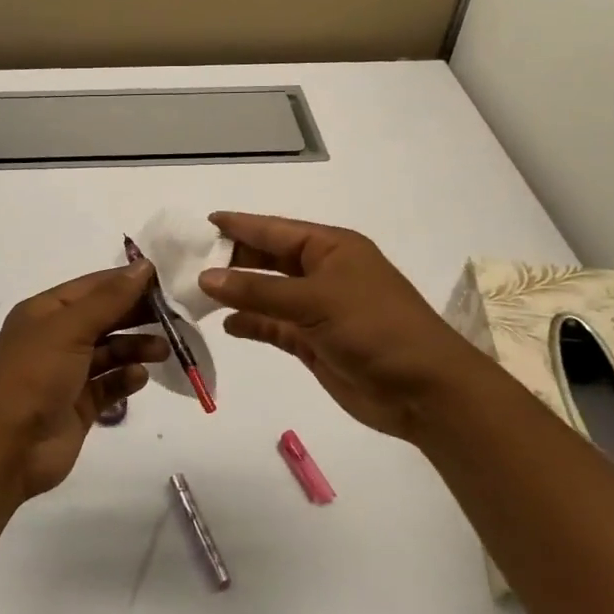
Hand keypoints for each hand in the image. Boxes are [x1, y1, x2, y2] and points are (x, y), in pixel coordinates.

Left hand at [0, 261, 169, 497]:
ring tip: (163, 351)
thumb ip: (109, 299)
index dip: (126, 281)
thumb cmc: (34, 376)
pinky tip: (139, 377)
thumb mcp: (70, 328)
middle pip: (105, 317)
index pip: (93, 286)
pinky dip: (126, 378)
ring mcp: (68, 373)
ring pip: (110, 351)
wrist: (8, 448)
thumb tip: (143, 266)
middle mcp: (56, 338)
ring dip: (136, 347)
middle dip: (137, 315)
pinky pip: (110, 384)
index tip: (165, 280)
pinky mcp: (80, 405)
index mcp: (45, 312)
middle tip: (175, 316)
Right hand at [198, 211, 493, 445]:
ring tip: (196, 292)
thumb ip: (258, 290)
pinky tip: (227, 325)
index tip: (204, 222)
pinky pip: (273, 326)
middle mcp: (322, 273)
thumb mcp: (315, 301)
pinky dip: (251, 324)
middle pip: (268, 260)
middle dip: (233, 260)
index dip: (240, 225)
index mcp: (331, 248)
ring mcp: (318, 309)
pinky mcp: (314, 343)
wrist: (424, 391)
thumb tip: (206, 277)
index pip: (275, 230)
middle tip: (189, 260)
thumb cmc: (375, 328)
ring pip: (267, 294)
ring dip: (237, 293)